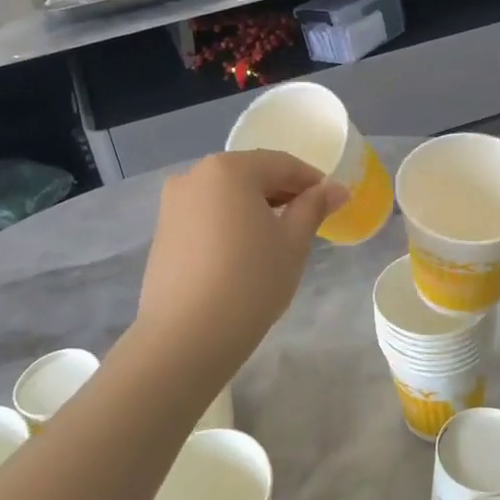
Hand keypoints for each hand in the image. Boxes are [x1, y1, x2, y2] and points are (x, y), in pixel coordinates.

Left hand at [137, 150, 346, 370]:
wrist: (187, 335)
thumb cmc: (251, 281)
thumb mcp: (293, 243)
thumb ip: (313, 208)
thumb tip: (336, 189)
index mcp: (229, 169)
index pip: (281, 164)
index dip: (312, 181)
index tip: (333, 202)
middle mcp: (194, 176)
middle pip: (250, 175)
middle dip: (282, 193)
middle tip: (309, 221)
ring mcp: (172, 204)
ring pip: (225, 195)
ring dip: (255, 208)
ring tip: (277, 239)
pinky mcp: (162, 233)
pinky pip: (206, 216)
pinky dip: (229, 223)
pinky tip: (244, 252)